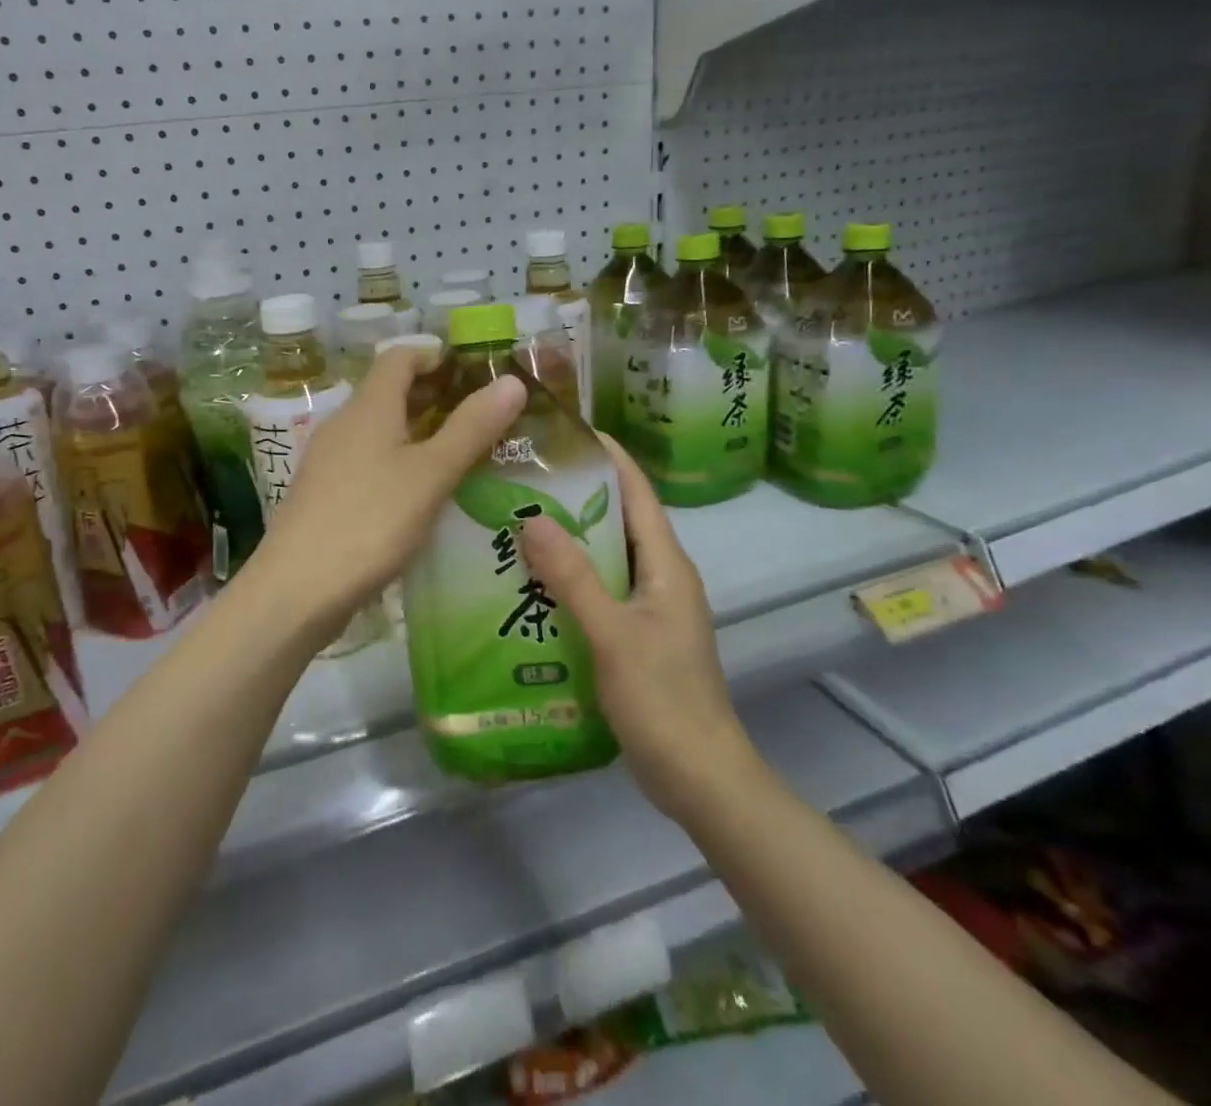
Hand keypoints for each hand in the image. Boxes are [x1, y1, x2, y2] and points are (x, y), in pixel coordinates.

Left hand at [243, 342, 526, 643]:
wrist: (296, 589)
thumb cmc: (370, 521)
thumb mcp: (431, 474)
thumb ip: (471, 428)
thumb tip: (513, 382)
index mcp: (368, 407)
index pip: (399, 357)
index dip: (434, 354)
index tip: (471, 369)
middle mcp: (343, 424)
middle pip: (387, 392)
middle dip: (431, 395)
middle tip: (477, 414)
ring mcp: (327, 461)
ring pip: (377, 430)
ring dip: (415, 431)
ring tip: (456, 454)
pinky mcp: (322, 495)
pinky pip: (366, 461)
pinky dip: (396, 462)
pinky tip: (417, 494)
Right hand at [520, 436, 758, 822]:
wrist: (699, 778)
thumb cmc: (663, 699)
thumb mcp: (612, 634)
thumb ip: (573, 576)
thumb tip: (532, 516)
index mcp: (666, 563)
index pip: (637, 491)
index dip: (607, 455)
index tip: (563, 431)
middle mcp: (660, 575)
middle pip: (617, 518)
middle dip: (574, 494)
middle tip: (520, 477)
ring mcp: (648, 606)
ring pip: (604, 556)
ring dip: (566, 538)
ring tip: (512, 520)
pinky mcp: (634, 634)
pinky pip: (597, 590)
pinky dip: (566, 578)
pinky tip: (527, 582)